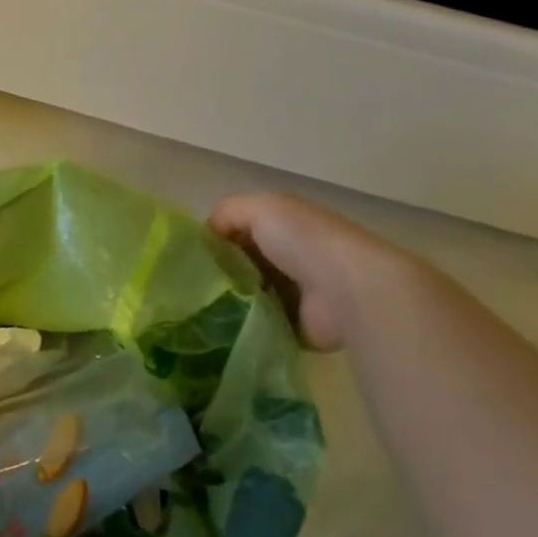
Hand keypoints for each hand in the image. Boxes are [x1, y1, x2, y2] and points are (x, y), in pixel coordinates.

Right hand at [208, 192, 425, 351]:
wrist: (348, 290)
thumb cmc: (303, 241)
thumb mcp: (261, 207)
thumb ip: (227, 212)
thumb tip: (206, 233)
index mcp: (284, 225)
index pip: (238, 230)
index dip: (214, 239)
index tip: (190, 257)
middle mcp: (289, 256)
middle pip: (240, 264)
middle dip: (217, 274)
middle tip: (190, 288)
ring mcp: (293, 293)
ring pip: (246, 295)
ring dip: (227, 302)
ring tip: (198, 311)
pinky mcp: (295, 326)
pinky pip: (258, 325)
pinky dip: (242, 327)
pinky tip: (219, 329)